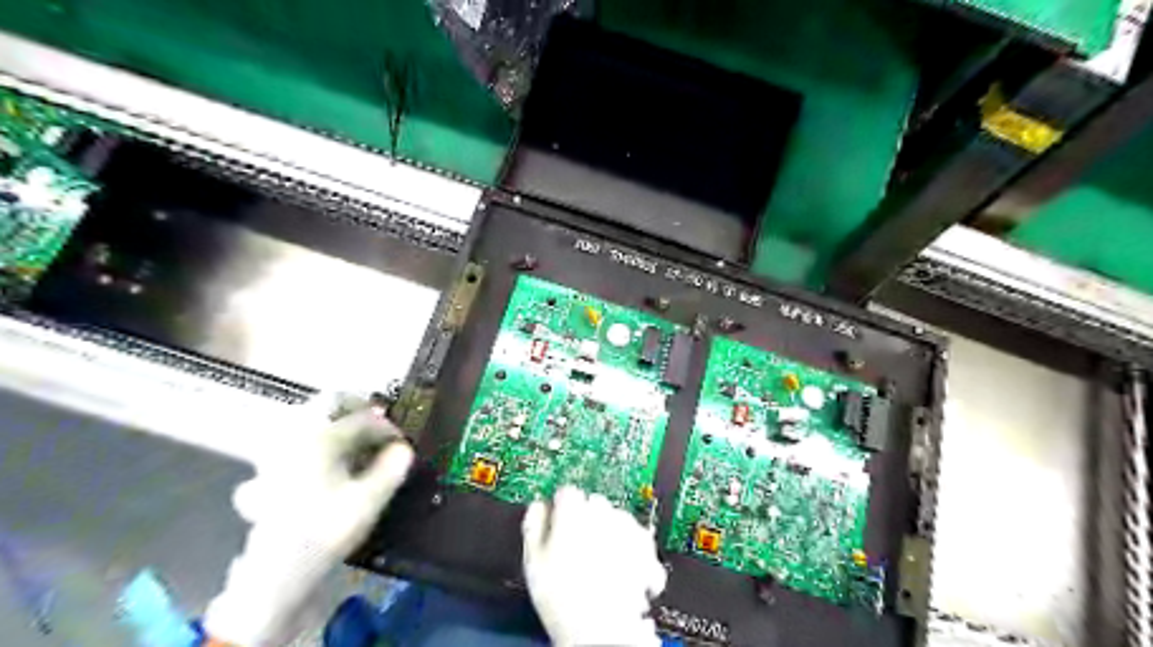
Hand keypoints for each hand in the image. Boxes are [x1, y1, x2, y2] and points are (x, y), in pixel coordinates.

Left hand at [205, 399, 416, 645]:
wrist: (277, 571)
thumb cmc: (327, 528)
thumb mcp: (370, 499)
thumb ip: (392, 468)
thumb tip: (404, 450)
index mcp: (322, 437)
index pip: (364, 418)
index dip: (388, 428)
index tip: (401, 443)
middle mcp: (295, 437)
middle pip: (327, 403)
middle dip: (355, 408)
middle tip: (375, 422)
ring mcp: (274, 454)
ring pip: (305, 421)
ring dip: (330, 424)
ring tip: (350, 442)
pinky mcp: (264, 474)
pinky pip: (288, 446)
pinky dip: (306, 446)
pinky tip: (314, 464)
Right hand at [524, 484, 668, 646]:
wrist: (600, 632)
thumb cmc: (563, 599)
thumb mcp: (532, 560)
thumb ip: (534, 524)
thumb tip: (539, 506)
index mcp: (572, 512)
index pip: (566, 493)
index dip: (561, 509)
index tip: (559, 524)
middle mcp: (602, 513)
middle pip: (593, 502)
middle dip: (587, 519)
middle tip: (578, 548)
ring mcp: (627, 528)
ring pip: (617, 517)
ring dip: (611, 532)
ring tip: (601, 563)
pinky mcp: (646, 546)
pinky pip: (637, 536)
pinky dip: (632, 548)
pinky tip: (622, 567)